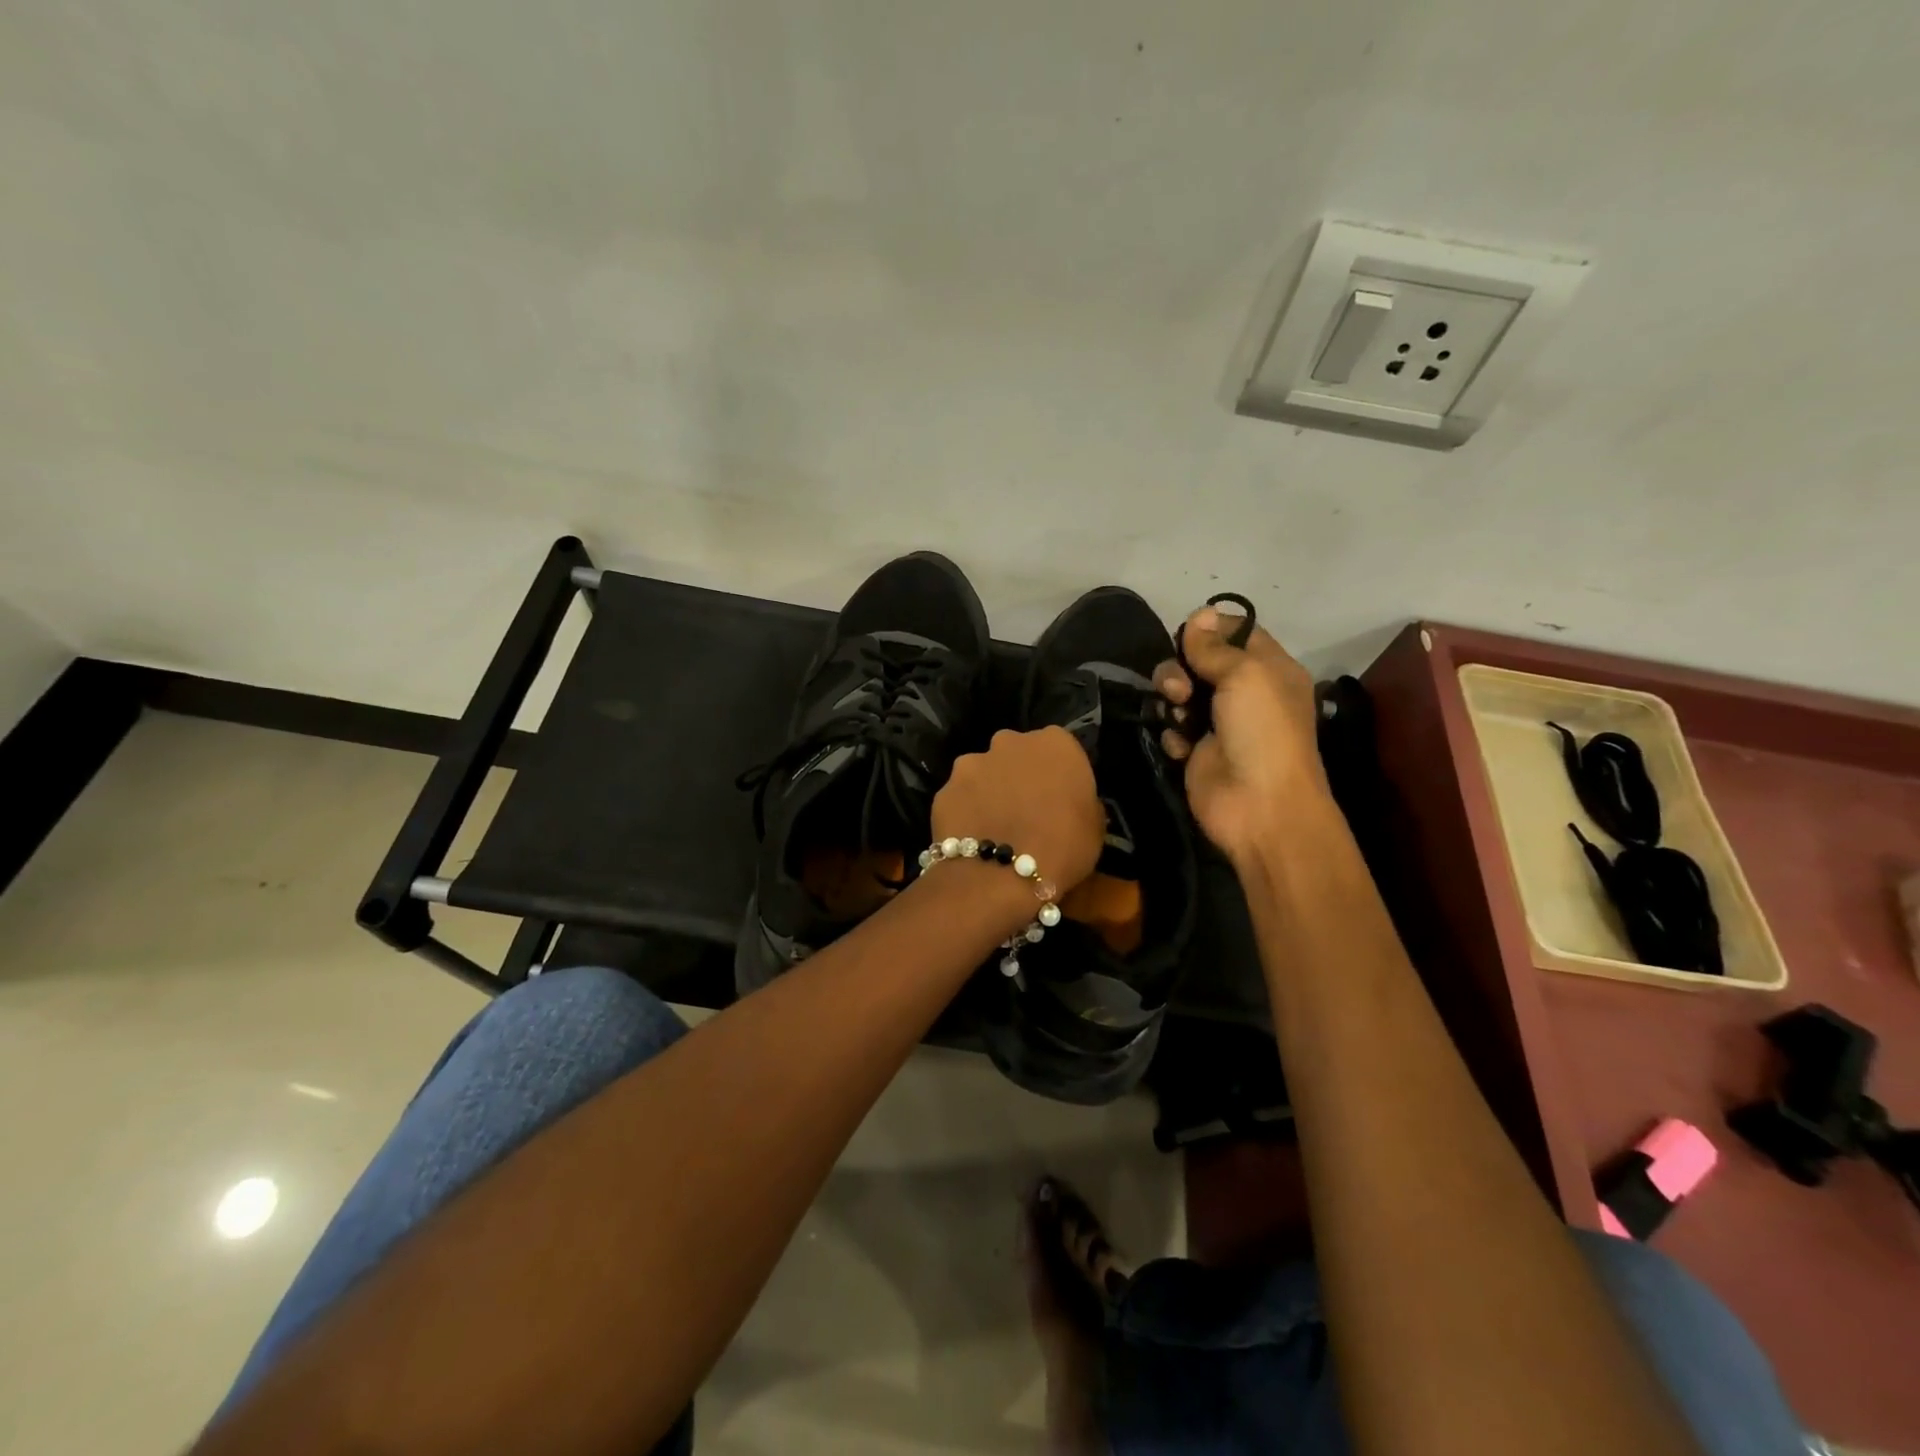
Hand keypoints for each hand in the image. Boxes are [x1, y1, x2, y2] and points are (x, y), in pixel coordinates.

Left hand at [932, 727, 1104, 899]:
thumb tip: (1069, 802)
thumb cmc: (1062, 849)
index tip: (1060, 798)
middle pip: (1017, 753)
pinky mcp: (944, 788)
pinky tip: (973, 837)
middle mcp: (1010, 742)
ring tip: (995, 826)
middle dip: (1020, 774)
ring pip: (984, 772)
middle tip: (1026, 810)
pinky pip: (960, 797)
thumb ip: (1081, 800)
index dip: (1058, 773)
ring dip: (990, 790)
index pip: (1059, 748)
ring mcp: (972, 763)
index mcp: (1055, 743)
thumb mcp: (1094, 826)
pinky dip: (966, 811)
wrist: (1000, 876)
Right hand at [1154, 606, 1332, 864]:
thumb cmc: (1262, 732)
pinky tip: (1180, 744)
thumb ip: (1215, 646)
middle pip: (1200, 661)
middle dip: (1182, 666)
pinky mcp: (1196, 750)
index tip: (1187, 634)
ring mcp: (1219, 723)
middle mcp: (1245, 692)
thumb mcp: (1245, 675)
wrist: (1259, 806)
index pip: (1237, 632)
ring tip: (1177, 712)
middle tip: (1180, 687)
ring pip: (1181, 692)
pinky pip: (1173, 727)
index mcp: (1269, 669)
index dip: (1210, 629)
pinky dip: (1172, 731)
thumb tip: (1198, 614)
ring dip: (1172, 697)